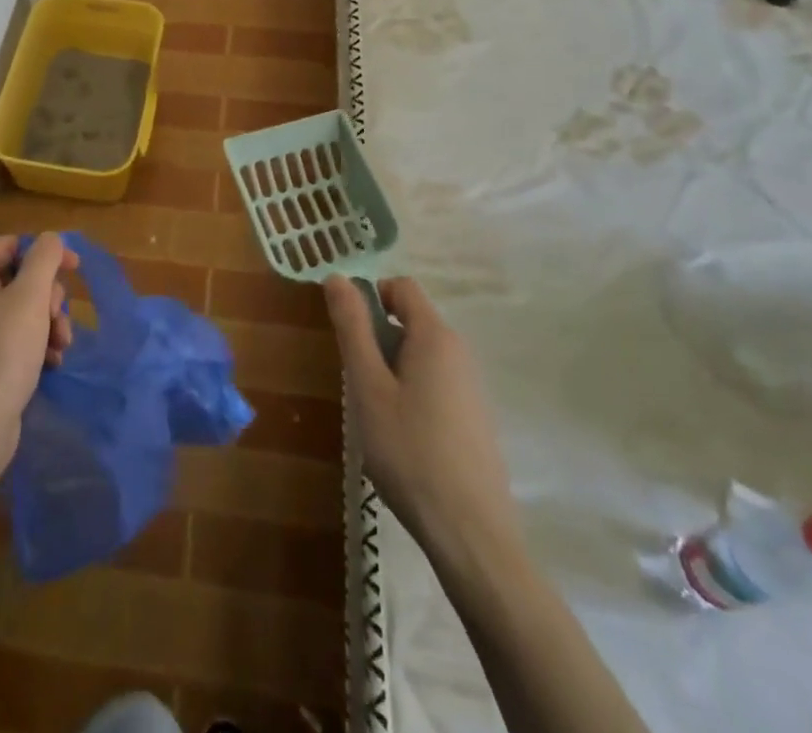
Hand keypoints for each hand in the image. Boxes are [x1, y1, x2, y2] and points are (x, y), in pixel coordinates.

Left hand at [0, 233, 76, 488]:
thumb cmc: (2, 353)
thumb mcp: (29, 297)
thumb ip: (44, 258)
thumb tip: (51, 239)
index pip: (11, 245)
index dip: (45, 252)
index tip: (75, 267)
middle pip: (21, 278)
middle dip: (49, 296)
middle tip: (57, 317)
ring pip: (25, 309)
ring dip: (50, 322)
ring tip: (60, 345)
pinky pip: (20, 337)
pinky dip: (40, 344)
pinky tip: (52, 362)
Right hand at [325, 276, 523, 567]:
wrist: (472, 535)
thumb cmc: (410, 452)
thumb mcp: (368, 386)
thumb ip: (352, 328)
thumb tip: (336, 277)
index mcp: (436, 337)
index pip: (401, 287)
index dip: (370, 296)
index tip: (348, 333)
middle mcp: (460, 352)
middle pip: (411, 321)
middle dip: (377, 339)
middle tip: (358, 382)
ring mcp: (472, 387)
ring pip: (421, 355)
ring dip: (392, 369)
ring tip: (377, 415)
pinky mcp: (475, 418)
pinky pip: (435, 383)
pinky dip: (412, 393)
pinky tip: (403, 438)